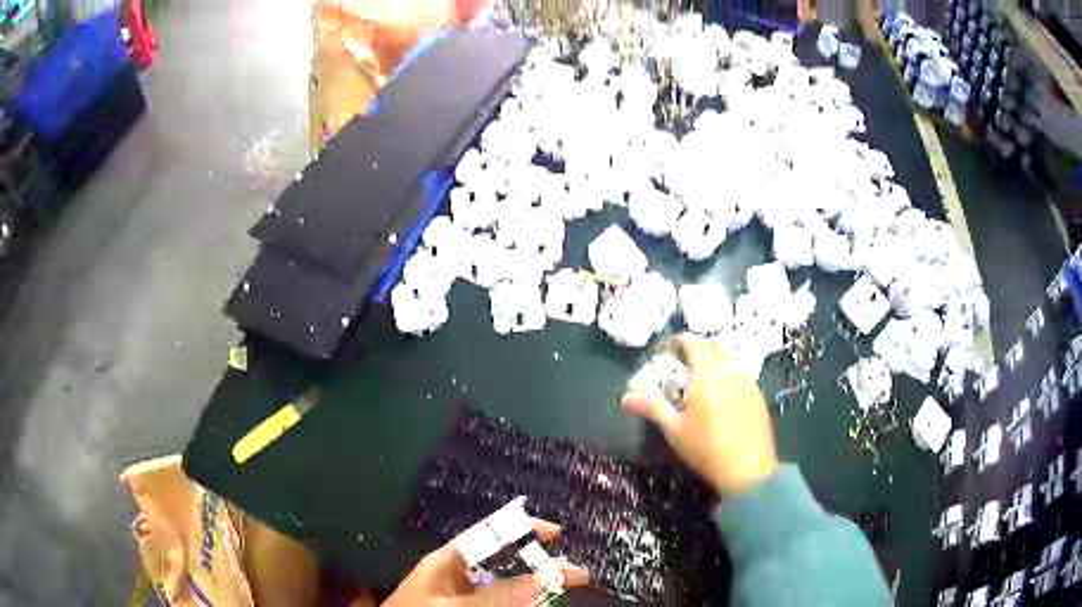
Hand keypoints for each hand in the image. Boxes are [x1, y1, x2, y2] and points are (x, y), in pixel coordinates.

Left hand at [383, 518, 588, 606]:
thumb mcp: (450, 606)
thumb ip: (495, 596)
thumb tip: (542, 579)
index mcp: (448, 560)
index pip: (488, 534)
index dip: (521, 527)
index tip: (556, 531)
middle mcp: (459, 574)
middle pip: (506, 563)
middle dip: (539, 565)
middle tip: (576, 574)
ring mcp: (465, 593)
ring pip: (508, 586)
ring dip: (536, 587)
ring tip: (566, 588)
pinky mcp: (471, 606)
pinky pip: (503, 601)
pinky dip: (522, 601)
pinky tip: (540, 601)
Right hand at [623, 334, 777, 497]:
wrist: (748, 469)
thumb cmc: (706, 449)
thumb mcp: (674, 430)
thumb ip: (651, 408)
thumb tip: (626, 399)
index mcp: (706, 374)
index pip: (692, 342)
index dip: (676, 342)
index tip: (664, 353)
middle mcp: (729, 370)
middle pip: (712, 345)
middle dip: (695, 349)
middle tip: (681, 366)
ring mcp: (748, 381)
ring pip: (730, 358)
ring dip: (714, 360)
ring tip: (701, 380)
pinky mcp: (758, 395)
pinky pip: (741, 373)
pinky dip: (728, 374)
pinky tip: (722, 396)